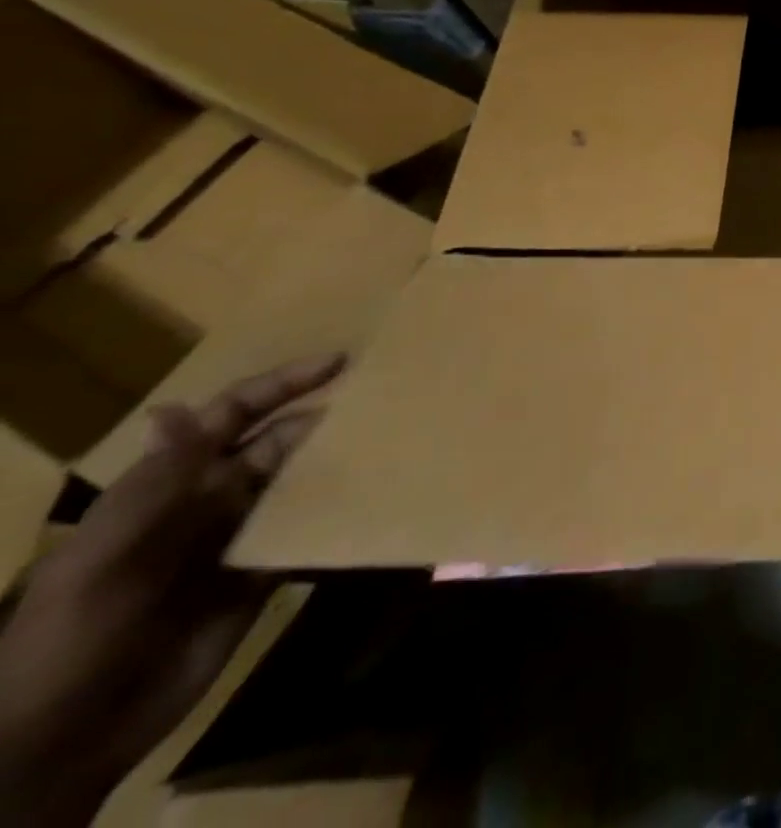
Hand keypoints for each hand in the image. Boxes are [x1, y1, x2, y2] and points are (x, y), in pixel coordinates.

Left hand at [0, 353, 344, 827]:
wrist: (66, 738)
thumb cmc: (75, 634)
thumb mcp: (105, 557)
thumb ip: (154, 484)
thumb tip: (182, 406)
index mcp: (169, 487)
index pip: (231, 417)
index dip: (280, 386)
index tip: (338, 362)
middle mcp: (209, 501)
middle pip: (278, 441)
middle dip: (325, 415)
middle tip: (386, 396)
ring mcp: (238, 537)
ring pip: (300, 478)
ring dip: (338, 457)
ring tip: (394, 436)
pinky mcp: (264, 572)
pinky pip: (309, 527)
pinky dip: (341, 509)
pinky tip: (378, 494)